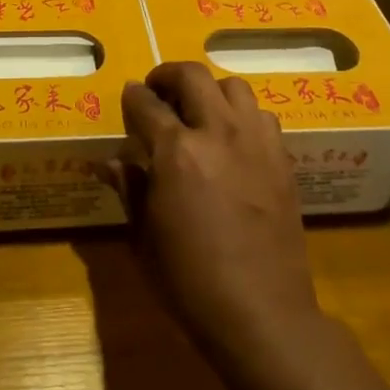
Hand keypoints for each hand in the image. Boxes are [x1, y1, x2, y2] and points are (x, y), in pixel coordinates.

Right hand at [104, 61, 321, 361]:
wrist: (262, 313)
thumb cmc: (190, 281)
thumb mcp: (144, 237)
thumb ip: (129, 188)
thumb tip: (108, 161)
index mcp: (176, 152)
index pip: (146, 104)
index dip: (132, 97)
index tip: (128, 97)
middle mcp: (217, 133)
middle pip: (192, 76)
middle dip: (168, 76)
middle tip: (158, 92)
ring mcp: (255, 142)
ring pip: (233, 87)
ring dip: (210, 91)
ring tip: (199, 112)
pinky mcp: (281, 158)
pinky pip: (261, 115)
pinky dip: (241, 115)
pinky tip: (232, 140)